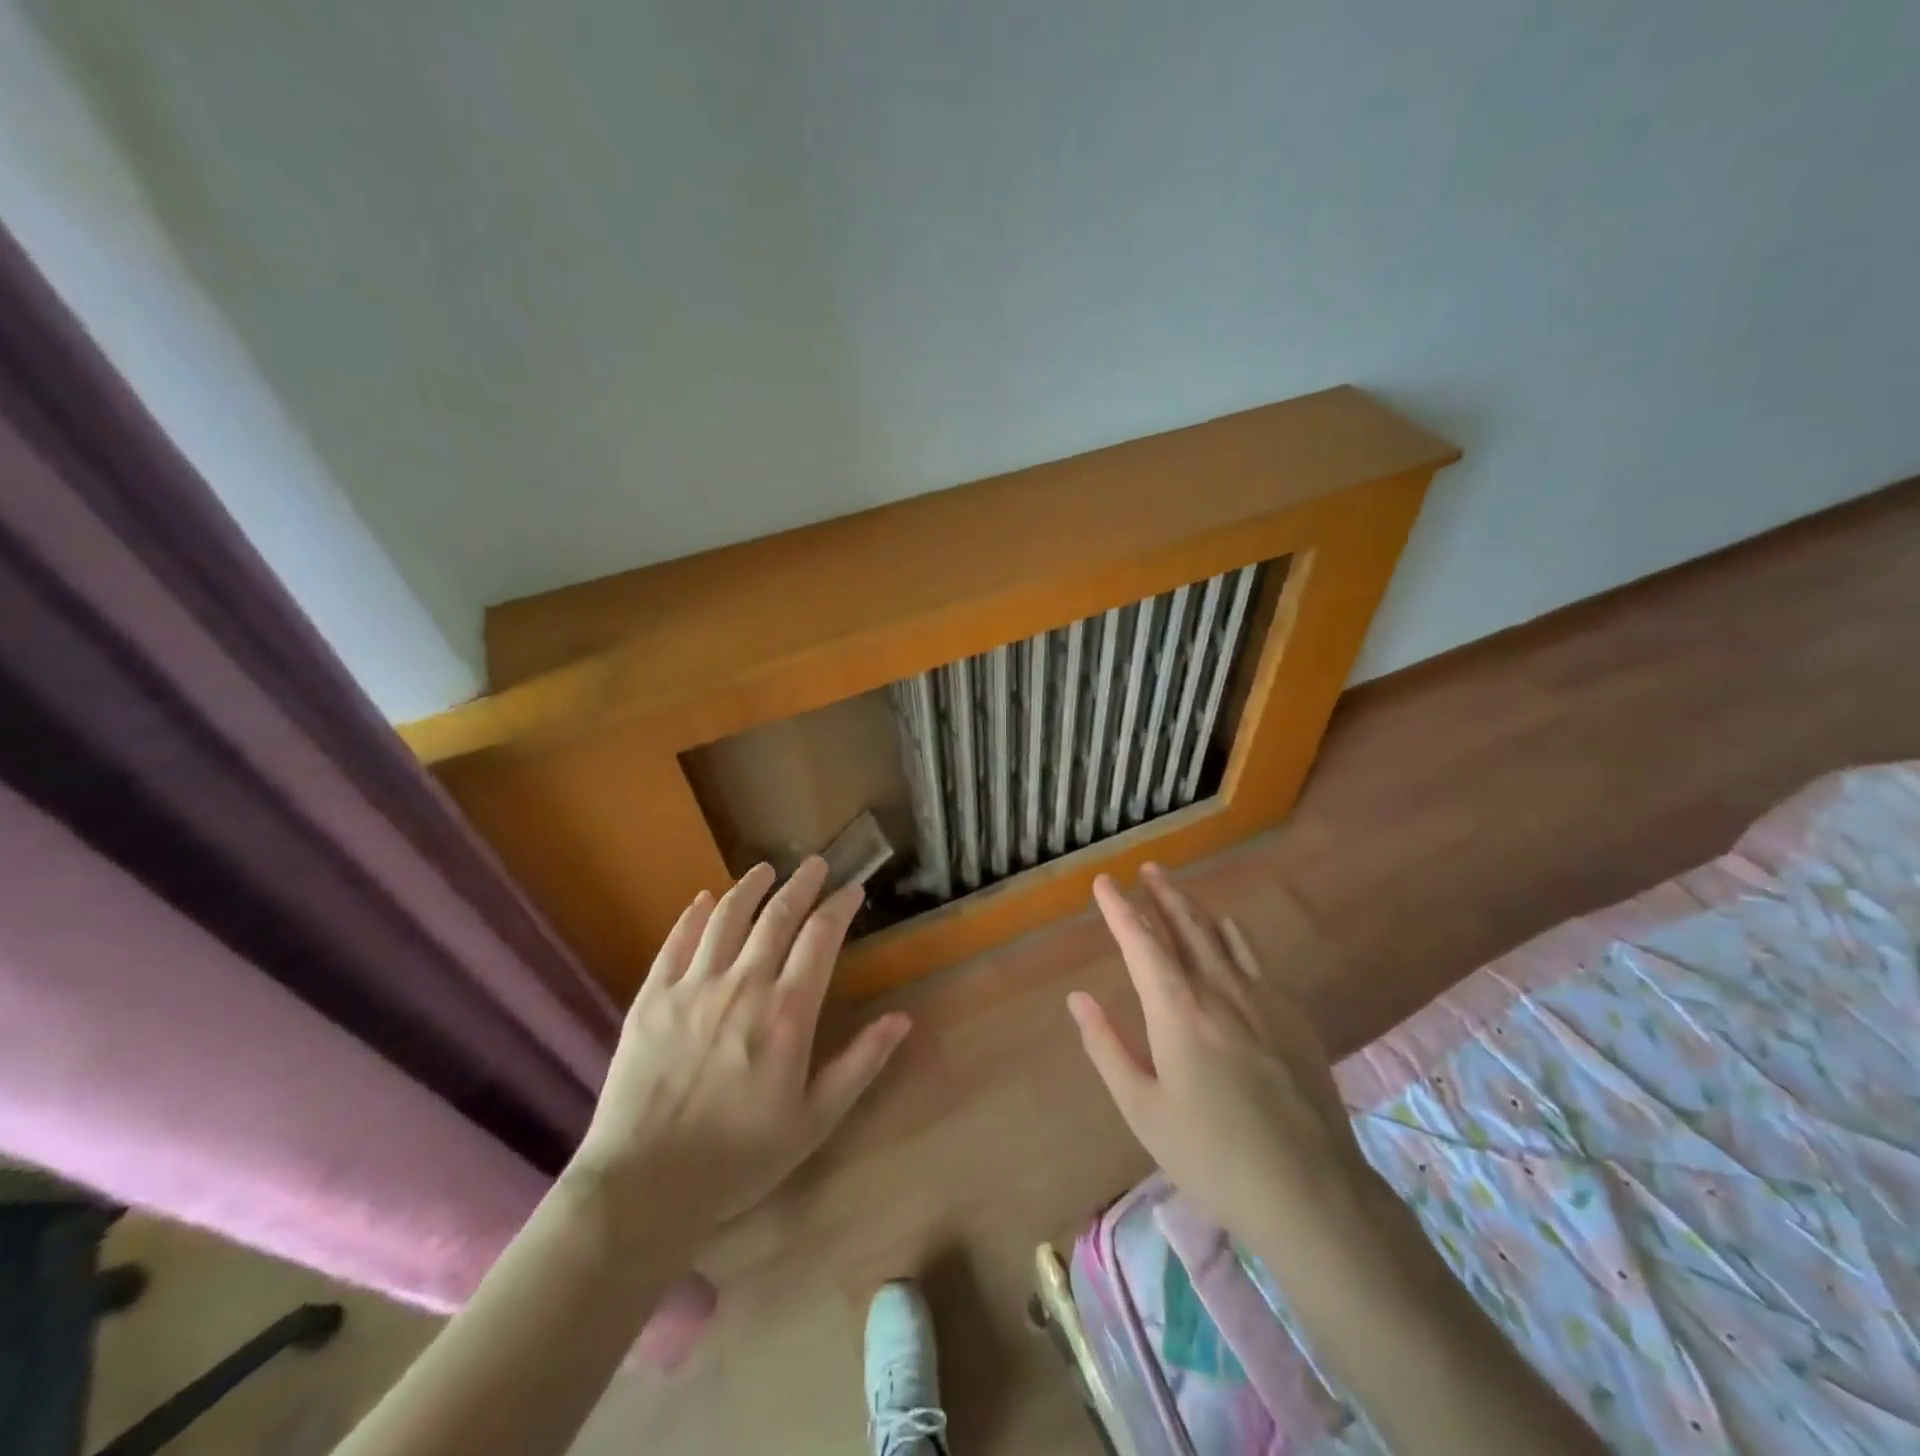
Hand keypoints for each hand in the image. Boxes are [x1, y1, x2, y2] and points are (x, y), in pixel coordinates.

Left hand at [568, 858, 909, 1246]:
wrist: (643, 1186)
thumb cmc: (739, 1158)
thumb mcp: (815, 1121)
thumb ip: (860, 1064)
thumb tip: (902, 1018)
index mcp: (786, 1013)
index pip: (821, 937)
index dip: (840, 906)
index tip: (853, 889)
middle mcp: (743, 985)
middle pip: (778, 915)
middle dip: (802, 884)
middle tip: (815, 864)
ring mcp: (692, 986)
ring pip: (727, 916)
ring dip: (750, 887)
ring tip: (765, 870)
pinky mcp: (651, 997)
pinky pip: (676, 941)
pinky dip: (694, 914)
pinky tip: (704, 900)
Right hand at [1068, 864, 1370, 1241]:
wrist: (1312, 1191)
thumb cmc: (1212, 1155)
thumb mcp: (1143, 1110)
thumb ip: (1107, 1047)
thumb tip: (1077, 998)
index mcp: (1177, 1011)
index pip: (1142, 943)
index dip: (1119, 909)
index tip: (1104, 882)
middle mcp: (1219, 990)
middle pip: (1186, 926)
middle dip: (1162, 894)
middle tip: (1146, 869)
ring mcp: (1261, 998)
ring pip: (1221, 935)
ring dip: (1194, 906)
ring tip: (1176, 889)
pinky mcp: (1291, 1015)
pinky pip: (1254, 957)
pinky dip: (1232, 934)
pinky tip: (1228, 931)